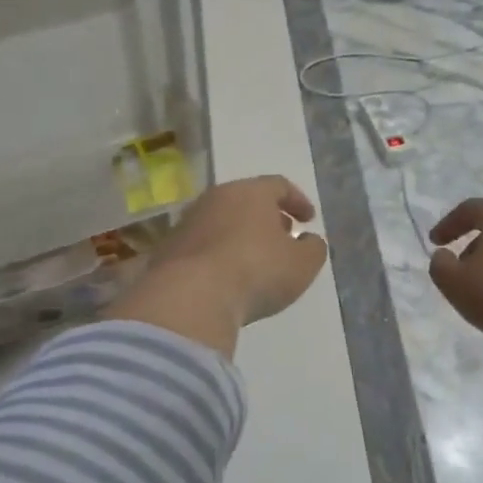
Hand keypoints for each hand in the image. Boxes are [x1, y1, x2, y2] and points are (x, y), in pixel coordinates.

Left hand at [105, 176, 328, 356]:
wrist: (190, 296)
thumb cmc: (256, 271)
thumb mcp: (302, 264)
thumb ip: (313, 248)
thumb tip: (308, 240)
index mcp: (250, 192)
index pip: (278, 185)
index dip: (298, 201)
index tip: (308, 220)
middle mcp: (216, 198)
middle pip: (246, 200)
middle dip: (267, 217)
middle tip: (282, 235)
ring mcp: (187, 222)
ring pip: (222, 221)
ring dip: (240, 235)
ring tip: (254, 259)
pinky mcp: (168, 249)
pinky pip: (202, 245)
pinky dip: (218, 254)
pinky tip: (226, 277)